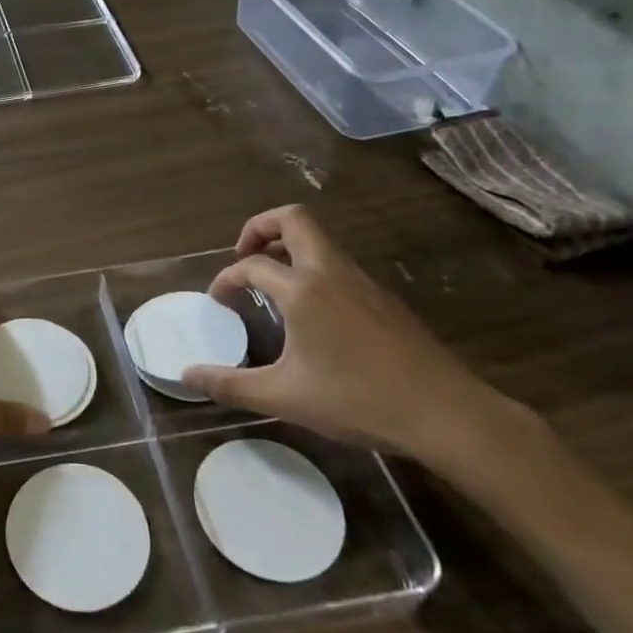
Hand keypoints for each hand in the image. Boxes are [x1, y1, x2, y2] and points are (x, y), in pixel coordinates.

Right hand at [182, 206, 520, 464]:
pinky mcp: (385, 299)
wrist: (446, 413)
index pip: (251, 265)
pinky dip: (314, 268)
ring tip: (273, 283)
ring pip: (320, 241)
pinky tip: (313, 311)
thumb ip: (231, 385)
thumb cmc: (358, 399)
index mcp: (302, 289)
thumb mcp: (284, 397)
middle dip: (261, 227)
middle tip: (244, 254)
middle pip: (294, 219)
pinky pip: (339, 264)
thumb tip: (186, 376)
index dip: (226, 278)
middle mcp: (330, 272)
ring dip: (289, 247)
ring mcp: (363, 282)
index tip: (218, 300)